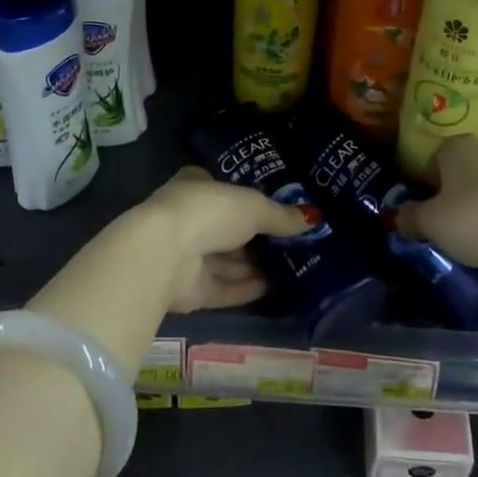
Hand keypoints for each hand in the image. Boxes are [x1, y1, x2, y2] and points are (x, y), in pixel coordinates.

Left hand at [124, 167, 313, 313]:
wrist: (164, 254)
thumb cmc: (209, 211)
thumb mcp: (253, 206)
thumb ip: (281, 215)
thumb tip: (313, 218)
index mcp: (195, 186)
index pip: (225, 190)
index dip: (250, 199)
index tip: (279, 208)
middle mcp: (187, 218)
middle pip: (228, 229)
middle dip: (257, 237)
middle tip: (293, 242)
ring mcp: (185, 255)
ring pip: (225, 260)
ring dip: (254, 265)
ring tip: (292, 267)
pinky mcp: (187, 290)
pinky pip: (222, 288)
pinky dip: (245, 288)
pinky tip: (273, 288)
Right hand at [395, 137, 477, 284]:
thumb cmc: (470, 218)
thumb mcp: (430, 222)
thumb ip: (409, 217)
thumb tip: (395, 217)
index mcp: (455, 146)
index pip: (430, 161)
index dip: (423, 186)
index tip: (421, 211)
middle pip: (456, 172)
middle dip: (448, 194)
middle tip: (440, 223)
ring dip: (471, 205)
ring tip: (465, 234)